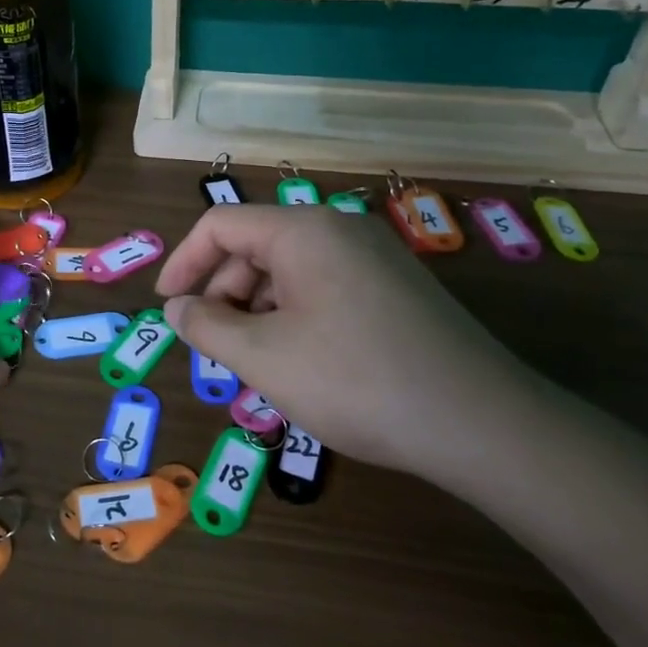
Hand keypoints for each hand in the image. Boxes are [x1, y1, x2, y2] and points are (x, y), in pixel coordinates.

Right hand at [156, 205, 536, 477]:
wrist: (479, 422)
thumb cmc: (354, 380)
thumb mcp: (263, 356)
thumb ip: (207, 326)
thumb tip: (176, 309)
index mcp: (302, 230)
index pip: (220, 224)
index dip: (183, 263)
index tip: (168, 309)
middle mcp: (339, 229)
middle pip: (256, 247)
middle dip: (225, 295)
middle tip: (218, 350)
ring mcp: (376, 257)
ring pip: (291, 272)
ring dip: (260, 312)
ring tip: (260, 366)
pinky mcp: (398, 288)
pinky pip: (325, 289)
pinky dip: (296, 318)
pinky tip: (303, 365)